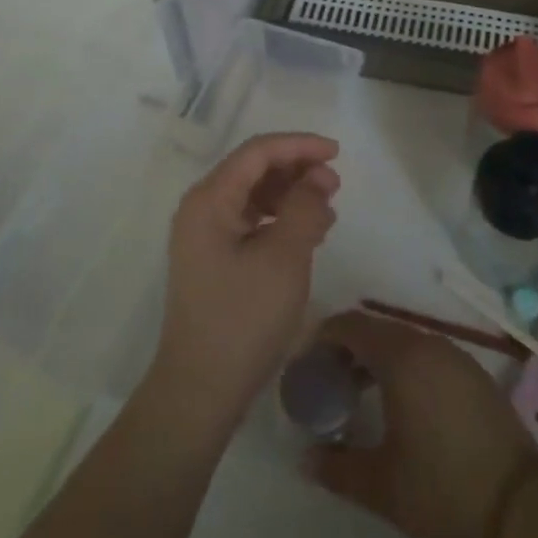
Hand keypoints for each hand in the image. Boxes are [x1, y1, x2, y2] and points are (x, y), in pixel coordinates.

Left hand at [151, 133, 340, 432]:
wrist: (200, 392)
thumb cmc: (243, 320)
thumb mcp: (284, 258)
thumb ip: (304, 207)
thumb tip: (318, 177)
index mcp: (210, 199)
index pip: (258, 151)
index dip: (299, 145)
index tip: (336, 153)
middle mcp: (201, 208)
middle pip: (254, 169)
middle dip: (297, 170)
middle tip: (335, 186)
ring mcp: (204, 235)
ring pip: (254, 195)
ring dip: (291, 195)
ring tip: (326, 211)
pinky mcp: (213, 259)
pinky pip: (250, 221)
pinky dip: (280, 220)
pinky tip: (306, 235)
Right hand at [306, 311, 537, 537]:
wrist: (522, 508)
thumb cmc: (443, 489)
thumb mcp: (381, 486)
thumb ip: (337, 467)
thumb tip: (305, 459)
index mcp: (401, 357)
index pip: (352, 325)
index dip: (323, 336)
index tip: (306, 362)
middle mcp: (429, 344)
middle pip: (378, 330)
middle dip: (348, 348)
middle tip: (328, 381)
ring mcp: (457, 357)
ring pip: (405, 342)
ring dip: (378, 358)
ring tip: (360, 394)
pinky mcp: (475, 375)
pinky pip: (429, 356)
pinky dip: (407, 366)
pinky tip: (403, 404)